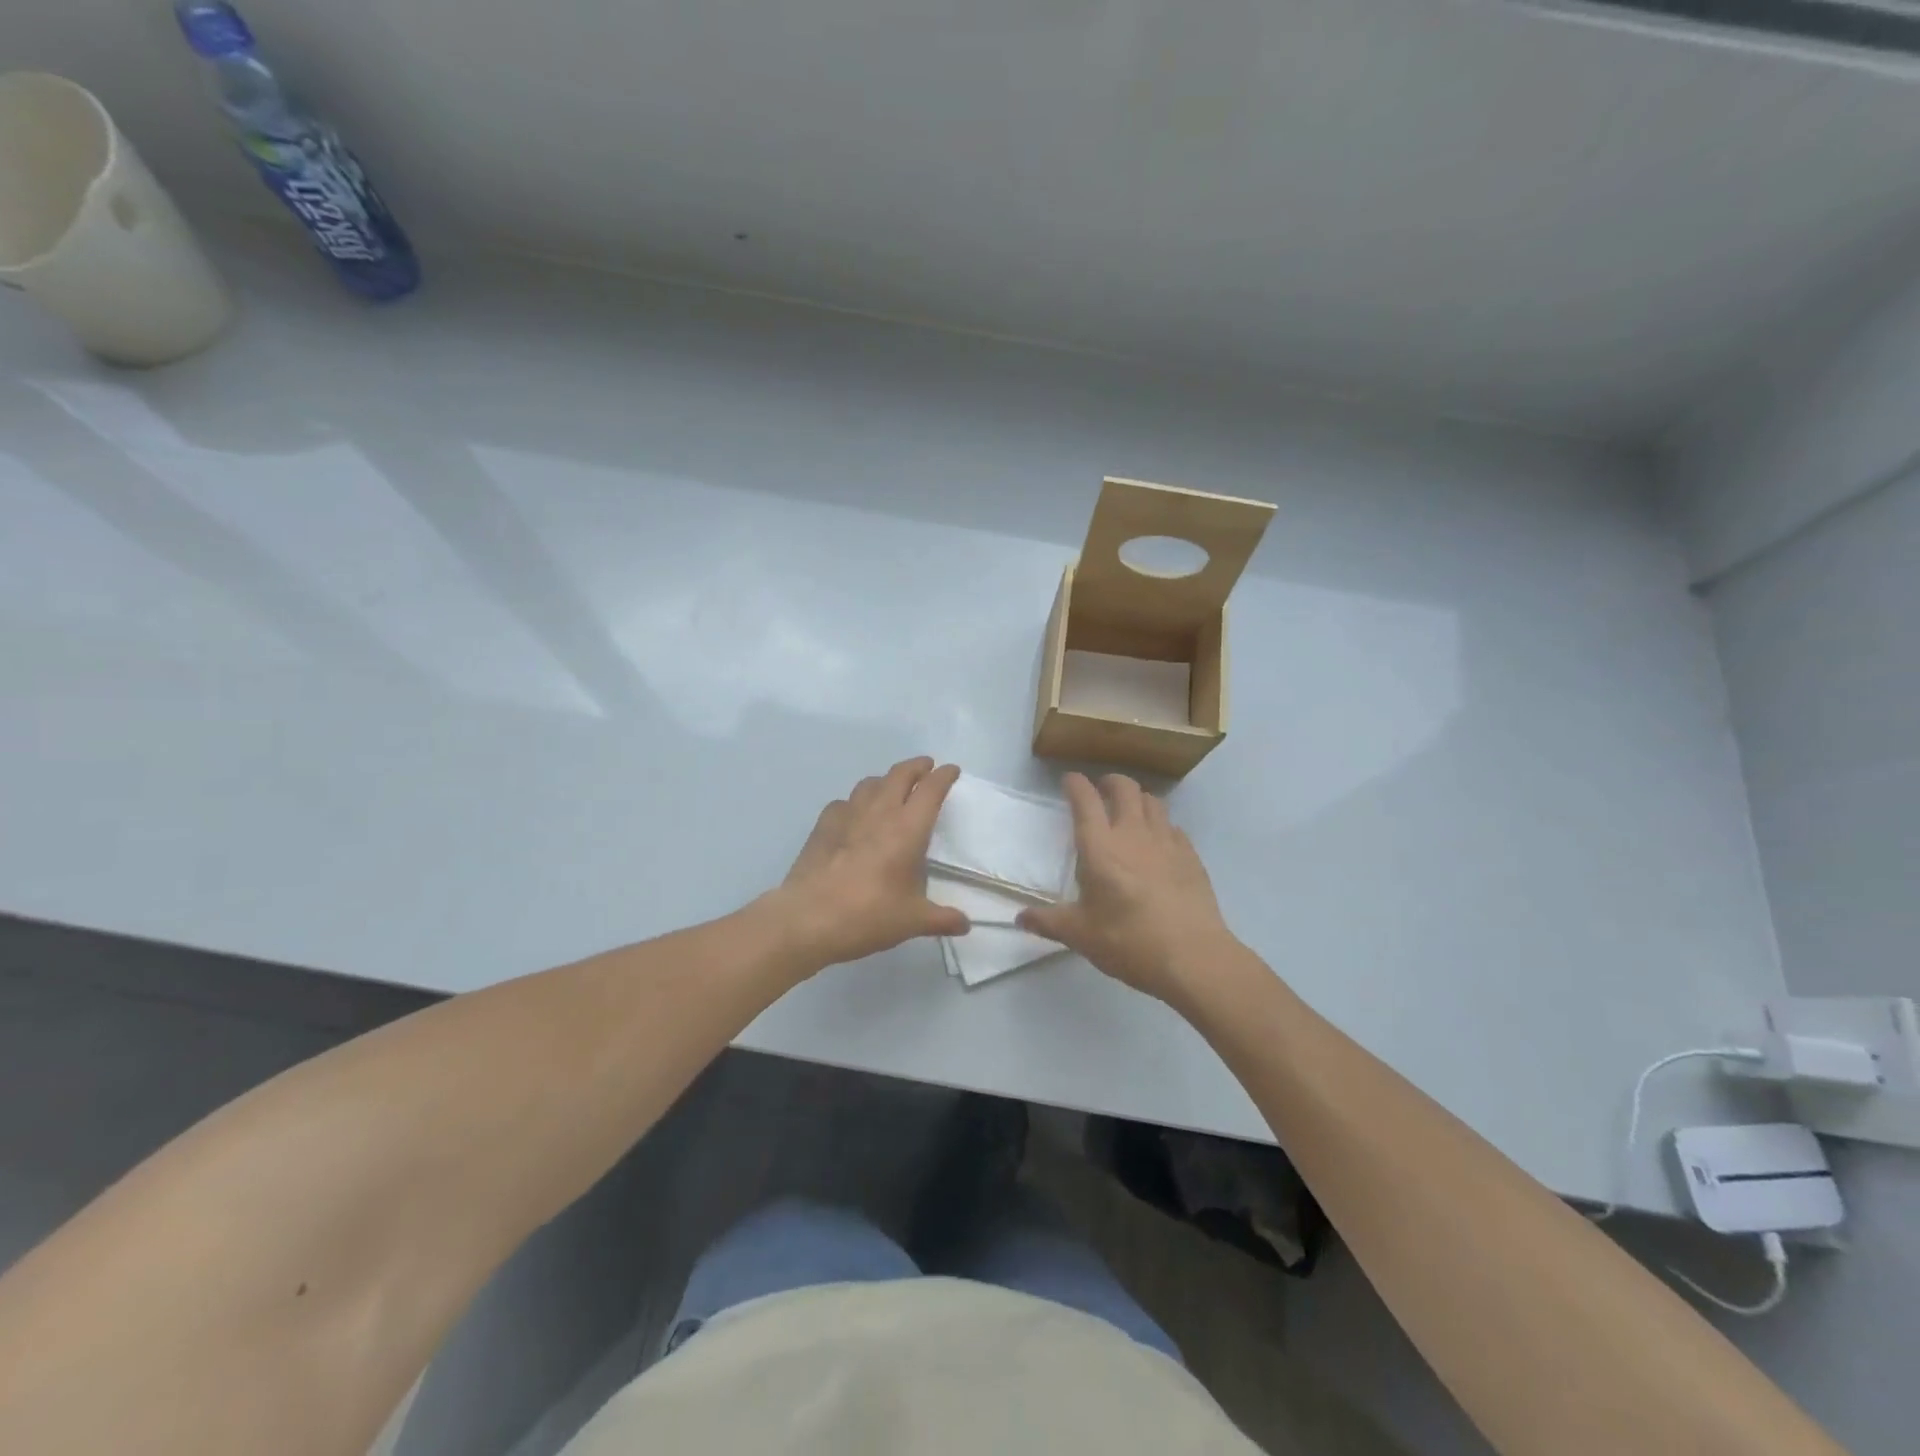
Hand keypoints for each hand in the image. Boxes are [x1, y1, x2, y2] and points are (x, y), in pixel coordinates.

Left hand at [771, 757, 968, 967]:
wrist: (808, 919)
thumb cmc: (868, 915)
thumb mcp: (912, 921)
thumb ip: (942, 919)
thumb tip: (965, 925)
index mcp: (907, 829)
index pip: (931, 789)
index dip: (943, 776)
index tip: (951, 770)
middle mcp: (879, 812)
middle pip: (900, 774)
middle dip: (916, 767)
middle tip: (926, 768)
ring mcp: (847, 815)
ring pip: (871, 783)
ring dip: (886, 780)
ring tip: (892, 788)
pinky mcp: (823, 825)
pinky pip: (844, 802)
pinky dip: (856, 802)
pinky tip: (855, 816)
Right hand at [1017, 772, 1237, 1002]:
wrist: (1193, 957)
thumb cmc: (1129, 942)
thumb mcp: (1080, 936)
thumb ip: (1049, 922)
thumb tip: (1021, 919)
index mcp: (1100, 847)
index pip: (1085, 800)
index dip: (1076, 784)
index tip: (1070, 781)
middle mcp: (1133, 834)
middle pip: (1124, 788)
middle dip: (1110, 782)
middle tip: (1102, 790)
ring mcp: (1167, 842)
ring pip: (1153, 802)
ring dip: (1138, 799)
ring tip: (1131, 811)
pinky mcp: (1191, 857)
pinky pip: (1174, 827)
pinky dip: (1162, 825)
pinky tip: (1159, 843)